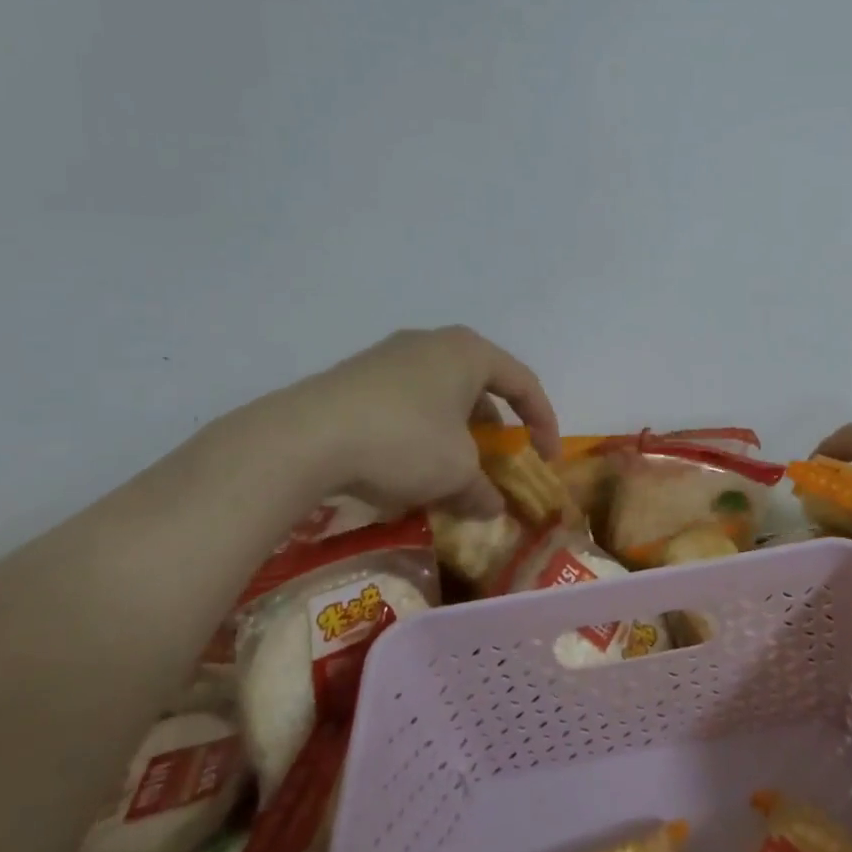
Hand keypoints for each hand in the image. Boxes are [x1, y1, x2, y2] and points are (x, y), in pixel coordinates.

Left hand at [248, 326, 559, 518]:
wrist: (305, 438)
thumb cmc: (404, 441)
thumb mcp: (455, 473)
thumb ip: (482, 490)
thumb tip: (492, 508)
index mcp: (469, 353)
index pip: (524, 384)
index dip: (544, 423)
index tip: (546, 460)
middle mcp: (433, 343)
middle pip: (481, 388)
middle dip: (494, 432)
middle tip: (495, 466)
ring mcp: (390, 357)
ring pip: (441, 397)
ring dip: (455, 436)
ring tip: (450, 474)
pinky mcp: (356, 378)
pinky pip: (407, 404)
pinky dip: (421, 434)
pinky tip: (406, 469)